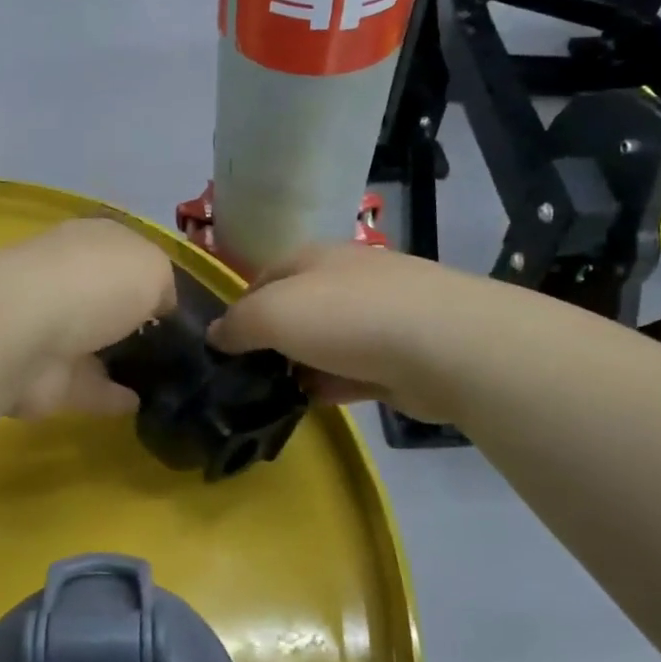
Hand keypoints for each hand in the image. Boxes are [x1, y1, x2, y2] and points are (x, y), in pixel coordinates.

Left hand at [0, 220, 178, 419]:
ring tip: (165, 378)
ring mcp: (52, 327)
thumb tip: (161, 306)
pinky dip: (110, 395)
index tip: (179, 302)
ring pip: (94, 342)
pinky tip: (143, 405)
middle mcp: (68, 278)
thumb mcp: (153, 267)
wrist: (26, 332)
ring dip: (120, 357)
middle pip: (107, 297)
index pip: (124, 252)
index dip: (150, 274)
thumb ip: (163, 285)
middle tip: (176, 344)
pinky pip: (87, 385)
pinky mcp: (44, 375)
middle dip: (133, 315)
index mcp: (91, 242)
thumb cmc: (96, 282)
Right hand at [207, 243, 451, 420]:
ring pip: (325, 342)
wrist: (444, 345)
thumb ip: (237, 323)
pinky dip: (333, 384)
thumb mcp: (272, 313)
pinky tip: (314, 403)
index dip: (240, 308)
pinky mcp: (401, 355)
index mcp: (313, 258)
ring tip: (273, 396)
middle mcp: (346, 280)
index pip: (264, 277)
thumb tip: (216, 335)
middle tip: (246, 376)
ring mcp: (379, 316)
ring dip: (302, 365)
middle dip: (272, 340)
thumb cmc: (346, 317)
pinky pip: (354, 370)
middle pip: (296, 309)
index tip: (223, 346)